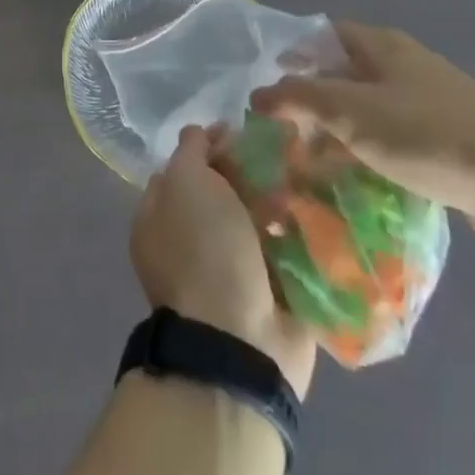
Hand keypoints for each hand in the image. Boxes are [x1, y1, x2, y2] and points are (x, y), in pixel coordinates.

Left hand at [132, 126, 316, 397]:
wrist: (240, 342)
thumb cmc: (204, 251)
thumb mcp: (185, 181)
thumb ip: (191, 150)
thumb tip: (202, 132)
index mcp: (158, 218)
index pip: (182, 167)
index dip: (210, 146)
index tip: (241, 133)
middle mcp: (188, 243)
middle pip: (222, 192)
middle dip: (250, 173)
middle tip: (280, 155)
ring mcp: (228, 272)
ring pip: (255, 220)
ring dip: (278, 202)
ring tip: (303, 180)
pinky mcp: (267, 295)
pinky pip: (283, 252)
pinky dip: (297, 235)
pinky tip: (316, 212)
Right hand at [254, 23, 474, 253]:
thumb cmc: (429, 134)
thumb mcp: (353, 111)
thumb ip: (302, 98)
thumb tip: (259, 93)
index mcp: (383, 47)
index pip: (325, 36)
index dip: (293, 55)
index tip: (265, 88)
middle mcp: (404, 68)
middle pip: (344, 76)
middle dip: (311, 103)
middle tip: (279, 136)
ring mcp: (428, 107)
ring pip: (367, 114)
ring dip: (337, 136)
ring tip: (306, 169)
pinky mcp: (446, 146)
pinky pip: (393, 145)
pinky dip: (368, 159)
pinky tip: (352, 189)